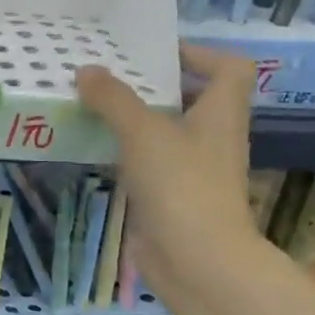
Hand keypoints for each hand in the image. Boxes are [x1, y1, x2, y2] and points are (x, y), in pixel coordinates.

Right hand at [77, 46, 264, 299]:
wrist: (196, 260)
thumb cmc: (181, 185)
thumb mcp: (143, 132)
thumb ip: (113, 99)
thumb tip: (86, 70)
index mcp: (221, 114)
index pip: (229, 69)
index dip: (200, 54)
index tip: (156, 54)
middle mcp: (212, 138)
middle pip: (191, 100)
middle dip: (153, 87)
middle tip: (110, 77)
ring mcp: (193, 171)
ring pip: (165, 134)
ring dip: (134, 121)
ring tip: (94, 107)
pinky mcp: (172, 198)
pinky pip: (149, 165)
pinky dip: (126, 154)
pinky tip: (96, 150)